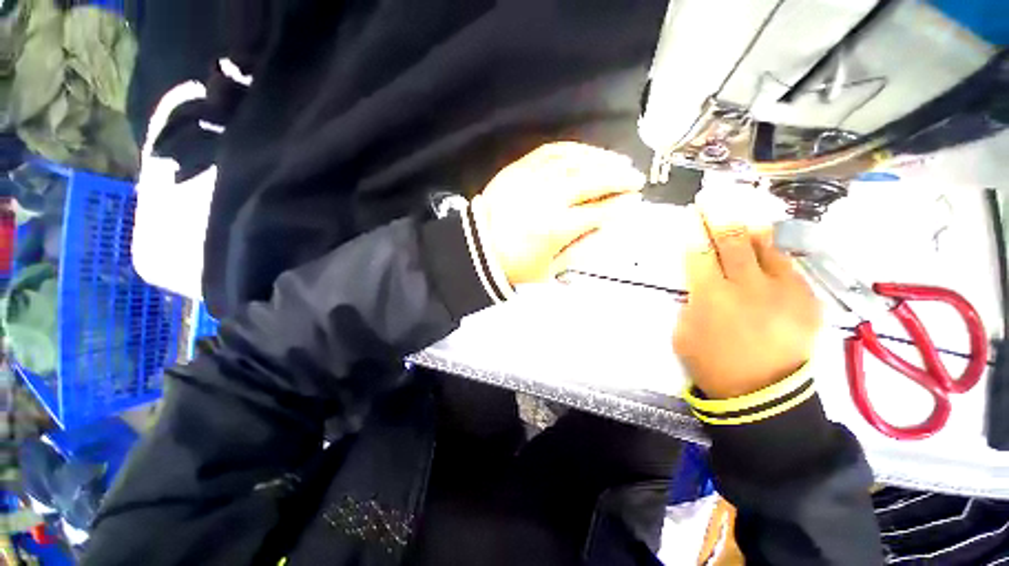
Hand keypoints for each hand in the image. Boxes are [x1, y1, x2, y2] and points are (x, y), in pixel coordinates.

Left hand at [473, 142, 644, 284]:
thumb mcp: (550, 269)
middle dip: (619, 177)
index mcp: (556, 228)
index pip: (599, 212)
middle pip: (592, 180)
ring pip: (575, 161)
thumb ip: (580, 249)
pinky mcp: (519, 168)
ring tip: (618, 162)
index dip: (620, 205)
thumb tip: (606, 227)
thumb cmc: (515, 264)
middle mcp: (548, 198)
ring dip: (602, 159)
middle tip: (635, 177)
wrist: (478, 247)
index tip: (635, 200)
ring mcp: (532, 179)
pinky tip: (587, 152)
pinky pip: (551, 150)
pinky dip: (574, 149)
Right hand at [673, 201, 822, 398]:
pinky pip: (788, 266)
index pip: (699, 253)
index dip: (694, 230)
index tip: (691, 213)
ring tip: (743, 209)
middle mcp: (747, 288)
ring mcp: (782, 291)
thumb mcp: (683, 332)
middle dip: (720, 215)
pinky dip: (773, 254)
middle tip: (714, 196)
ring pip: (765, 246)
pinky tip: (765, 247)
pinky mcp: (806, 299)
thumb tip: (699, 281)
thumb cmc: (712, 363)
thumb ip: (690, 301)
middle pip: (732, 241)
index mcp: (711, 297)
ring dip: (750, 226)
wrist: (763, 393)